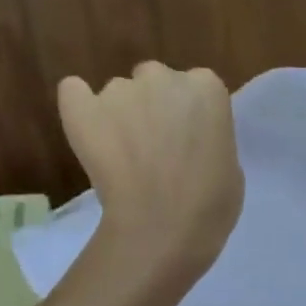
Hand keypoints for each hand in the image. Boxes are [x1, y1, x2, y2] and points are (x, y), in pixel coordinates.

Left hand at [57, 62, 243, 285]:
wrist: (162, 229)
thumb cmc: (210, 207)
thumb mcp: (230, 168)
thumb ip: (210, 139)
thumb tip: (188, 139)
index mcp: (207, 87)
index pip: (199, 88)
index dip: (193, 117)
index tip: (190, 143)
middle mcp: (163, 76)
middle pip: (157, 81)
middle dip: (157, 108)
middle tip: (158, 149)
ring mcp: (119, 89)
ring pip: (120, 93)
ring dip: (123, 116)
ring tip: (124, 158)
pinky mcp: (81, 107)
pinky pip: (75, 93)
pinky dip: (82, 109)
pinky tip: (90, 135)